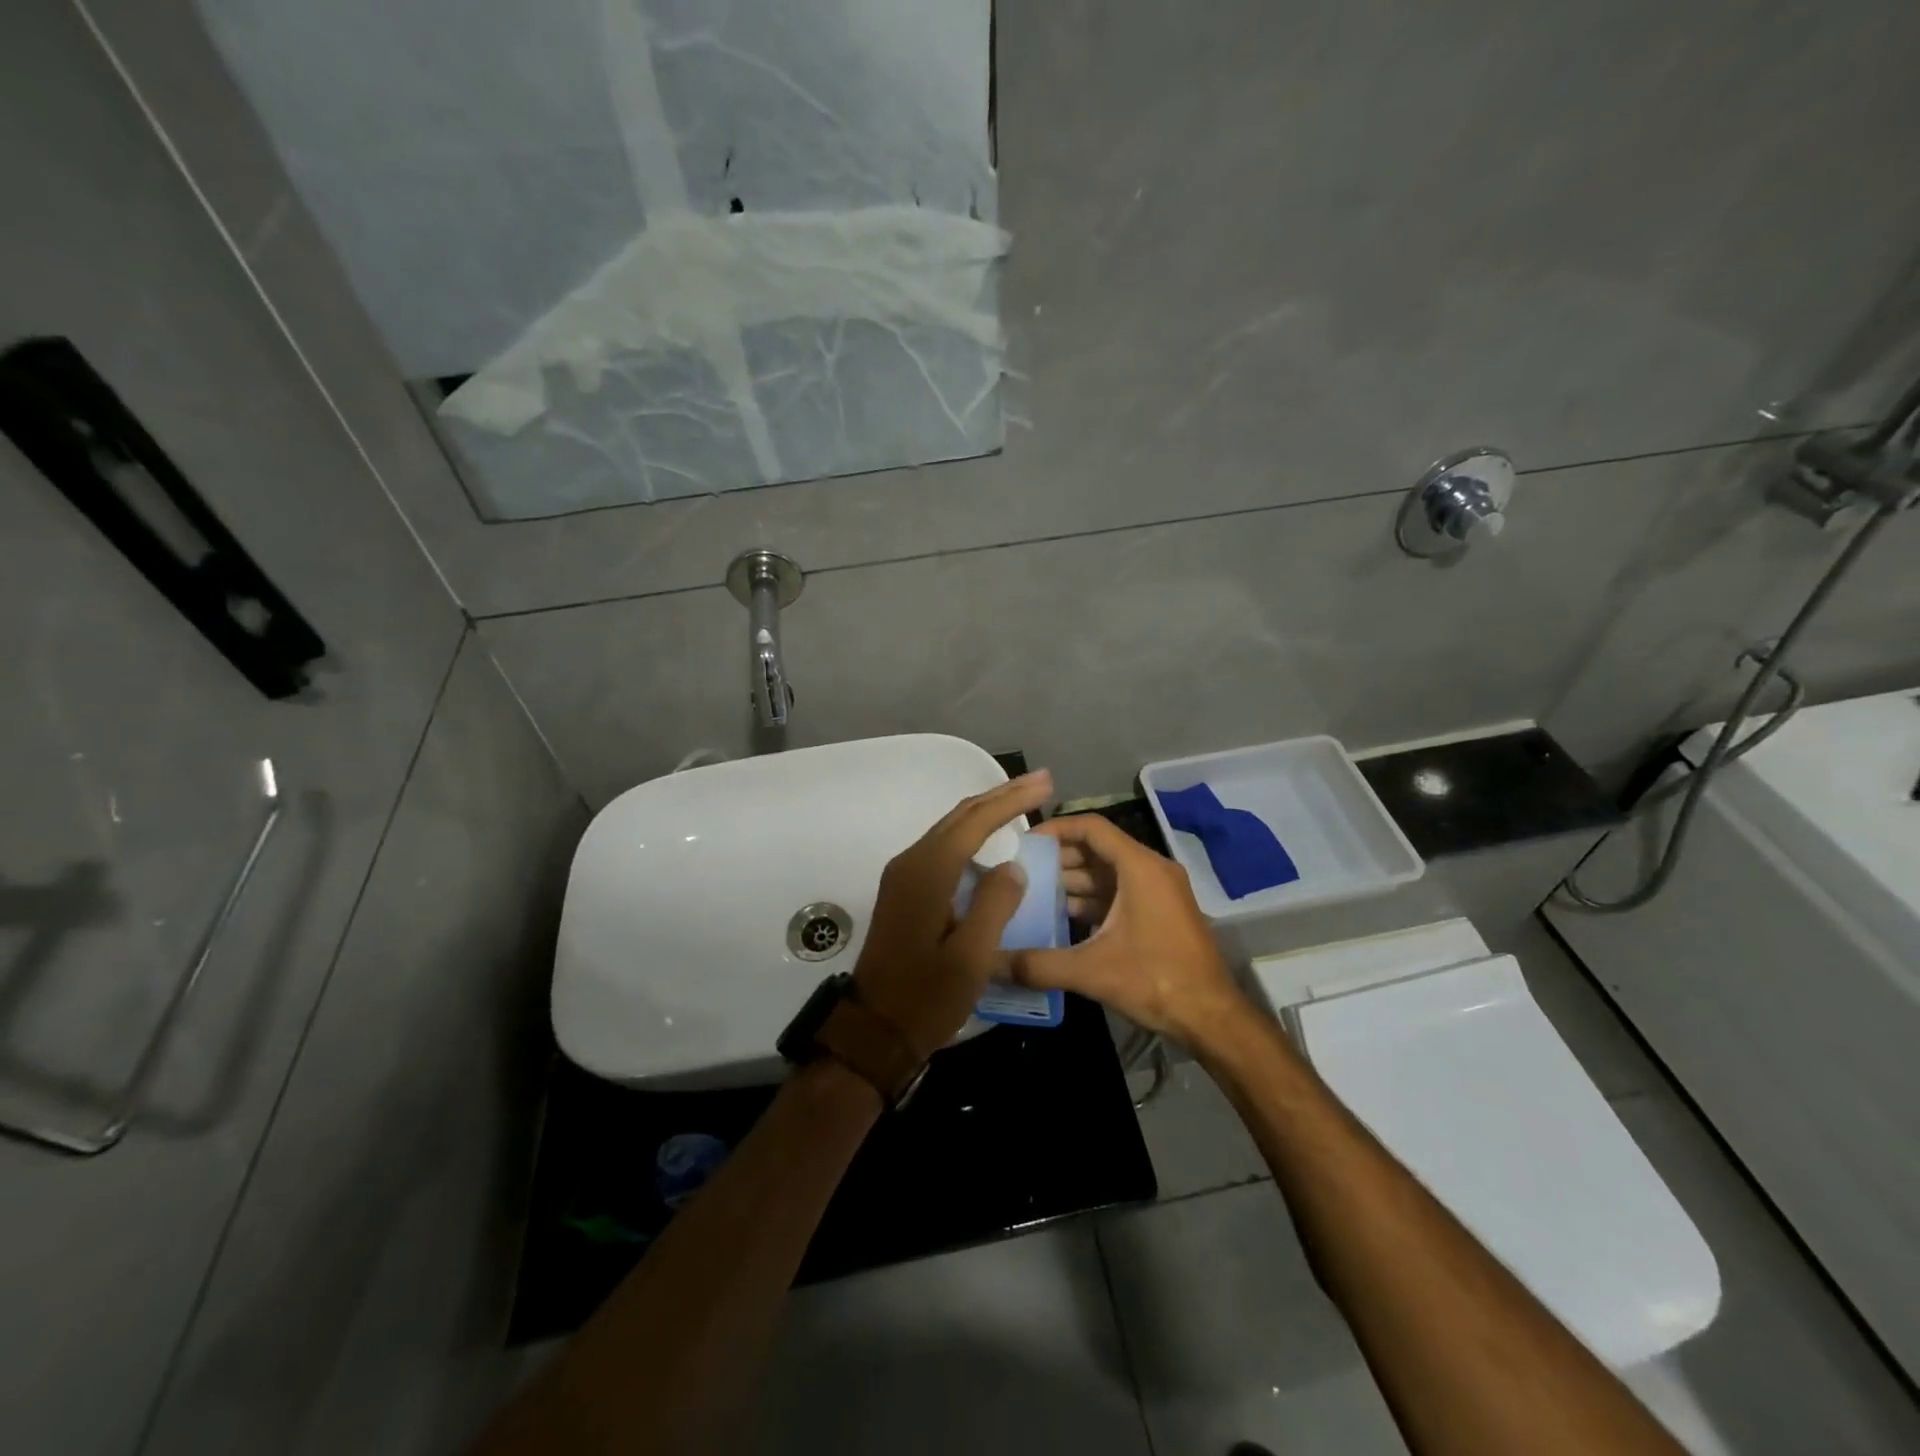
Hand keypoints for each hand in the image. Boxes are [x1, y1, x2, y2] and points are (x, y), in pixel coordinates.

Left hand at [853, 771, 1054, 1059]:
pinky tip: (990, 843)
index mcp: (927, 872)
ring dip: (986, 815)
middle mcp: (911, 863)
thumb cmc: (926, 997)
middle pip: (960, 817)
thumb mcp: (971, 957)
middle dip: (1000, 797)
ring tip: (1021, 804)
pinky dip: (971, 837)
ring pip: (950, 831)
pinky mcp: (904, 892)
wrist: (874, 1030)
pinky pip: (942, 850)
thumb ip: (995, 904)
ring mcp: (903, 877)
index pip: (975, 821)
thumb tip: (1012, 866)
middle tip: (1039, 783)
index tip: (1045, 783)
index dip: (1012, 799)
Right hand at [1010, 812, 1249, 1050]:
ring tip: (1033, 896)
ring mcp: (1159, 892)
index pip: (1091, 828)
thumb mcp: (1092, 971)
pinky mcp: (1161, 913)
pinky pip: (1119, 893)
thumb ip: (1039, 964)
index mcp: (1139, 868)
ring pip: (1108, 873)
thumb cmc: (1156, 981)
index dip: (1055, 829)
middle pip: (1098, 849)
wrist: (1213, 1018)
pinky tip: (1062, 919)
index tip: (1023, 842)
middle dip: (1058, 859)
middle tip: (1020, 872)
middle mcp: (1152, 870)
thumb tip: (991, 963)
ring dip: (1073, 882)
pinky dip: (1092, 900)